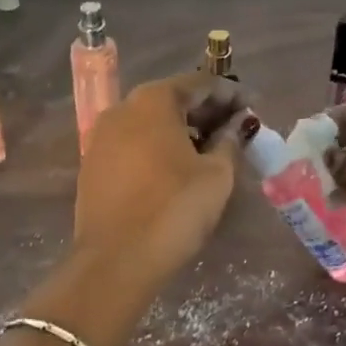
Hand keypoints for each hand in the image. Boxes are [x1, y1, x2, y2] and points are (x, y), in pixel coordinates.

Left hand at [73, 73, 248, 296]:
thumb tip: (237, 125)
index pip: (199, 83)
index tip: (252, 107)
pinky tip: (177, 167)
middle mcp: (122, 109)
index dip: (229, 94)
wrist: (116, 261)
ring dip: (181, 129)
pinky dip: (157, 147)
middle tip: (235, 127)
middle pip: (171, 99)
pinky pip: (133, 144)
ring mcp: (101, 137)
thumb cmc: (174, 209)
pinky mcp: (92, 165)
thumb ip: (229, 141)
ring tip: (210, 149)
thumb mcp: (217, 175)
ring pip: (149, 122)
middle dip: (204, 111)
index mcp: (153, 101)